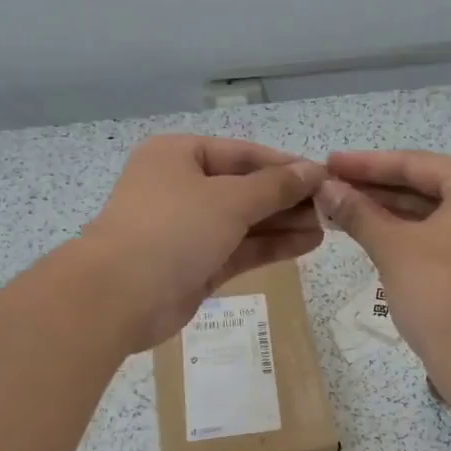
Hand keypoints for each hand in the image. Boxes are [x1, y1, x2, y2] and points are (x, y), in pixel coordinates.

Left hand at [79, 135, 326, 350]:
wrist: (118, 297)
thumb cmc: (173, 229)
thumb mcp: (229, 199)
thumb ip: (275, 186)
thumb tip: (313, 170)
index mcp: (178, 155)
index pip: (242, 153)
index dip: (285, 165)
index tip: (324, 176)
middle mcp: (180, 187)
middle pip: (244, 188)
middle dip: (287, 198)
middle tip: (331, 206)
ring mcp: (186, 229)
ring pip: (244, 221)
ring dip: (283, 223)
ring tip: (328, 227)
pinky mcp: (194, 265)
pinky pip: (238, 249)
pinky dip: (270, 247)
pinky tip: (307, 244)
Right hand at [314, 151, 450, 391]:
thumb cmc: (442, 294)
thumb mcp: (394, 248)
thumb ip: (359, 213)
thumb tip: (326, 189)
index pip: (414, 164)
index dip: (366, 164)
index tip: (327, 163)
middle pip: (424, 185)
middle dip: (375, 188)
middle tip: (329, 187)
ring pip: (431, 212)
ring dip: (387, 211)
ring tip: (341, 209)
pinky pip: (440, 235)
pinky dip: (407, 233)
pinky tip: (371, 234)